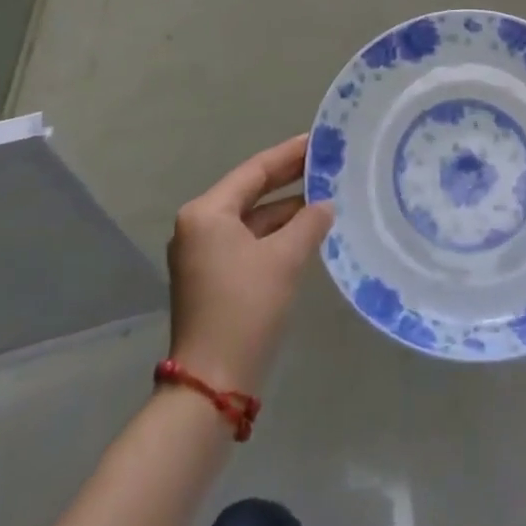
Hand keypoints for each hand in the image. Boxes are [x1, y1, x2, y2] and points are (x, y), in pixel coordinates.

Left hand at [166, 134, 333, 395]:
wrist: (212, 385)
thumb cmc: (245, 309)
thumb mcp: (284, 259)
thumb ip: (308, 223)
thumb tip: (325, 205)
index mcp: (207, 213)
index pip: (255, 171)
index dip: (289, 154)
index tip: (319, 140)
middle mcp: (198, 227)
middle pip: (251, 192)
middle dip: (289, 179)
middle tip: (326, 163)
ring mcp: (203, 254)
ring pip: (252, 219)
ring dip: (286, 210)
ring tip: (325, 195)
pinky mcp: (212, 279)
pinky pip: (249, 242)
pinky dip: (276, 235)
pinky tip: (307, 231)